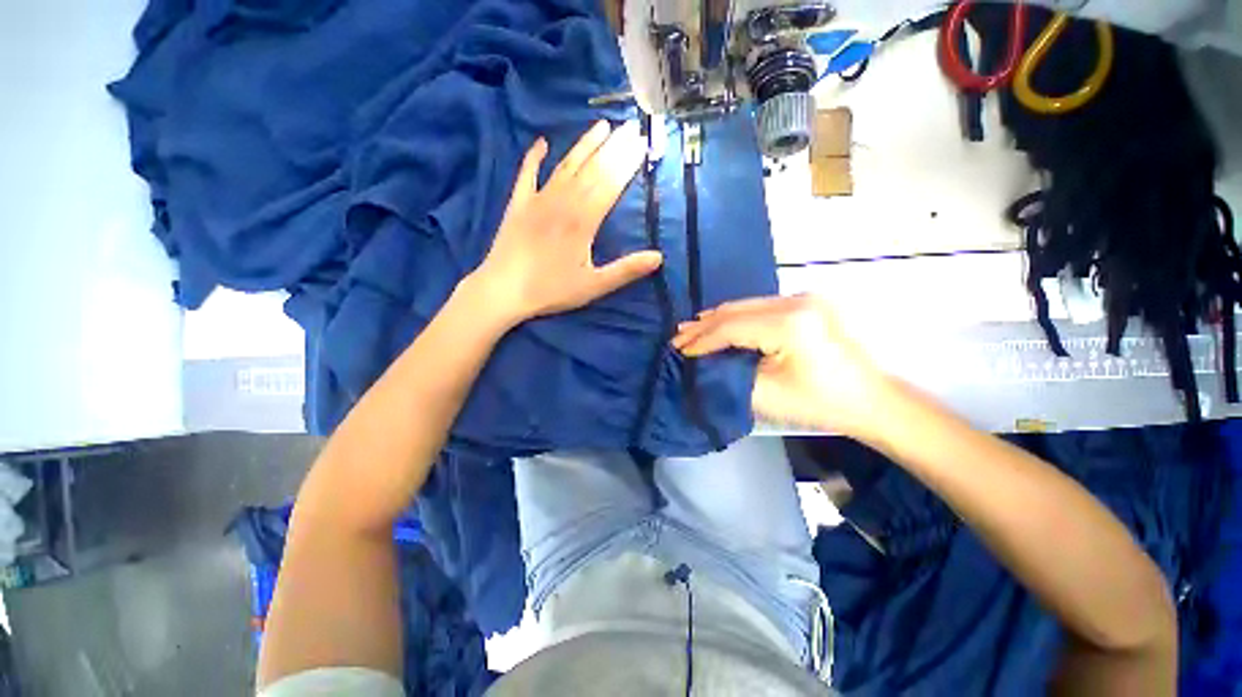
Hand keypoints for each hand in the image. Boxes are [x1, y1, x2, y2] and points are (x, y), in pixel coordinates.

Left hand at [472, 120, 662, 325]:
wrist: (503, 290)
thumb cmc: (551, 290)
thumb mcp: (594, 286)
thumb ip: (626, 270)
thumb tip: (658, 257)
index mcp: (582, 221)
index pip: (610, 185)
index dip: (627, 164)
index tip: (641, 143)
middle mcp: (562, 202)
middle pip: (592, 170)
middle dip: (614, 148)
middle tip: (630, 126)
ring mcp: (538, 200)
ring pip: (565, 166)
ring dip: (584, 145)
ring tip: (601, 126)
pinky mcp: (518, 204)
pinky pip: (526, 174)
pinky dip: (534, 157)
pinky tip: (541, 142)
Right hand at [672, 295, 891, 439]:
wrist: (872, 400)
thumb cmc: (820, 403)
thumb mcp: (767, 395)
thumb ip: (728, 374)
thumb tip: (701, 362)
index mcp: (790, 323)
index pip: (731, 327)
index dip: (702, 340)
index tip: (678, 350)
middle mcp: (796, 301)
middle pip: (736, 310)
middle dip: (703, 326)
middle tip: (677, 339)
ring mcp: (803, 298)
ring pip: (746, 305)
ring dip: (717, 320)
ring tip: (690, 331)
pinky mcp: (806, 303)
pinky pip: (760, 307)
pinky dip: (737, 318)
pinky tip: (719, 324)